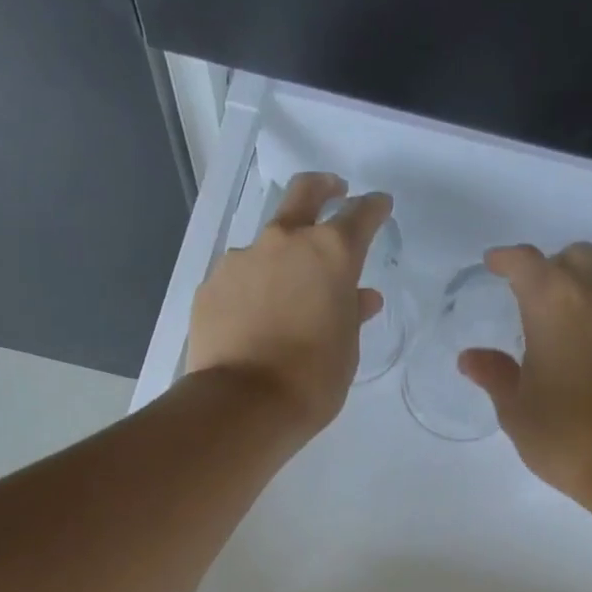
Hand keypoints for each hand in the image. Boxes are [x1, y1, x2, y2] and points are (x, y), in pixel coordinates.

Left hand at [184, 172, 389, 435]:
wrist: (243, 404)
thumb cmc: (312, 380)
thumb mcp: (346, 349)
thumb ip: (352, 314)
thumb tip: (360, 296)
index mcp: (330, 254)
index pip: (359, 216)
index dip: (373, 208)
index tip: (380, 206)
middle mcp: (285, 242)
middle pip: (304, 193)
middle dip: (323, 187)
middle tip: (333, 190)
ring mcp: (242, 259)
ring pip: (268, 243)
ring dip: (282, 255)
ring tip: (287, 292)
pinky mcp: (211, 284)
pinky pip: (240, 276)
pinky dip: (253, 286)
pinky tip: (254, 316)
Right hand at [460, 242, 591, 501]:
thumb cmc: (565, 435)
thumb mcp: (517, 409)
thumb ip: (494, 375)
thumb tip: (470, 357)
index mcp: (556, 303)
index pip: (526, 261)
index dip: (505, 259)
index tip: (492, 265)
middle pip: (574, 258)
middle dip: (549, 267)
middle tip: (527, 296)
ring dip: (578, 289)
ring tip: (555, 325)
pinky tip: (584, 350)